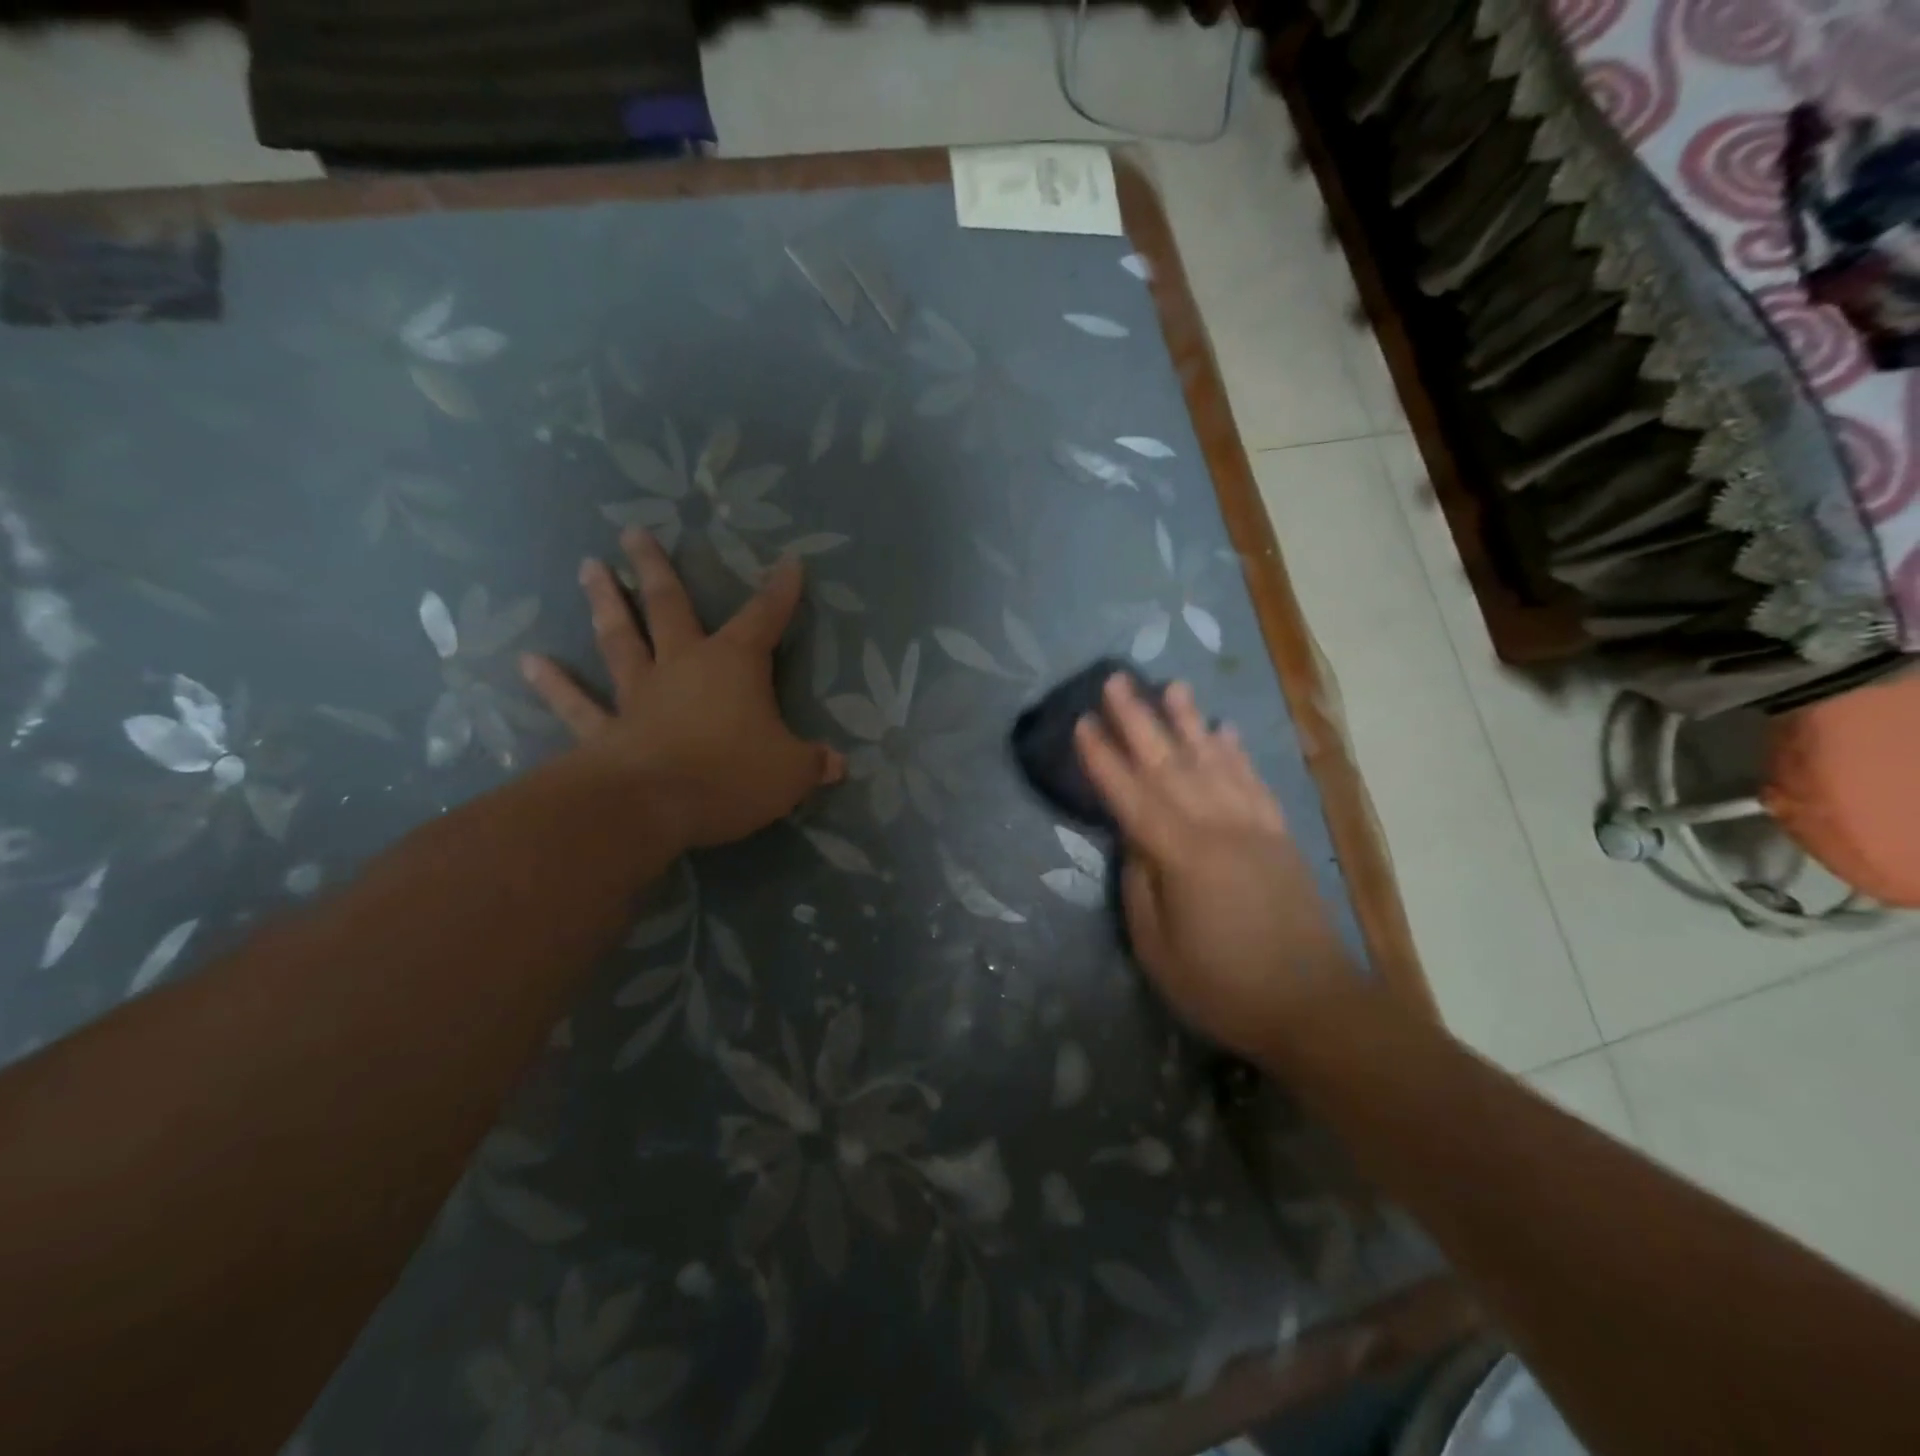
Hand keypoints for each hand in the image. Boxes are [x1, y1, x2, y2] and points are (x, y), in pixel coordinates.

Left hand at [520, 529, 844, 848]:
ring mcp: (638, 694)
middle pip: (669, 607)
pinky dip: (554, 684)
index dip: (781, 591)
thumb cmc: (731, 775)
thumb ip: (812, 763)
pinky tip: (529, 661)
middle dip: (655, 568)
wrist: (652, 804)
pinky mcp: (605, 729)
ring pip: (620, 639)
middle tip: (633, 531)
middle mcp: (682, 666)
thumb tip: (837, 764)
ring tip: (589, 567)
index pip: (765, 618)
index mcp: (734, 664)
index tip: (789, 562)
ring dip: (604, 603)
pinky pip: (577, 704)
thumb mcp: (790, 772)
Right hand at [1075, 674, 1352, 1055]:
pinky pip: (1253, 782)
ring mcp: (1254, 827)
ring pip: (1214, 761)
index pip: (1131, 795)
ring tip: (1171, 686)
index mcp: (1182, 856)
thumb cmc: (1224, 987)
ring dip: (1189, 721)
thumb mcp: (1158, 949)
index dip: (1103, 759)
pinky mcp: (1280, 835)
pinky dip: (1236, 752)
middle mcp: (1218, 827)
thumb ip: (1139, 887)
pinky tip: (1224, 731)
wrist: (1316, 1007)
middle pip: (1170, 763)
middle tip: (1116, 680)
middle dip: (1139, 720)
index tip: (1082, 723)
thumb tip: (1132, 841)